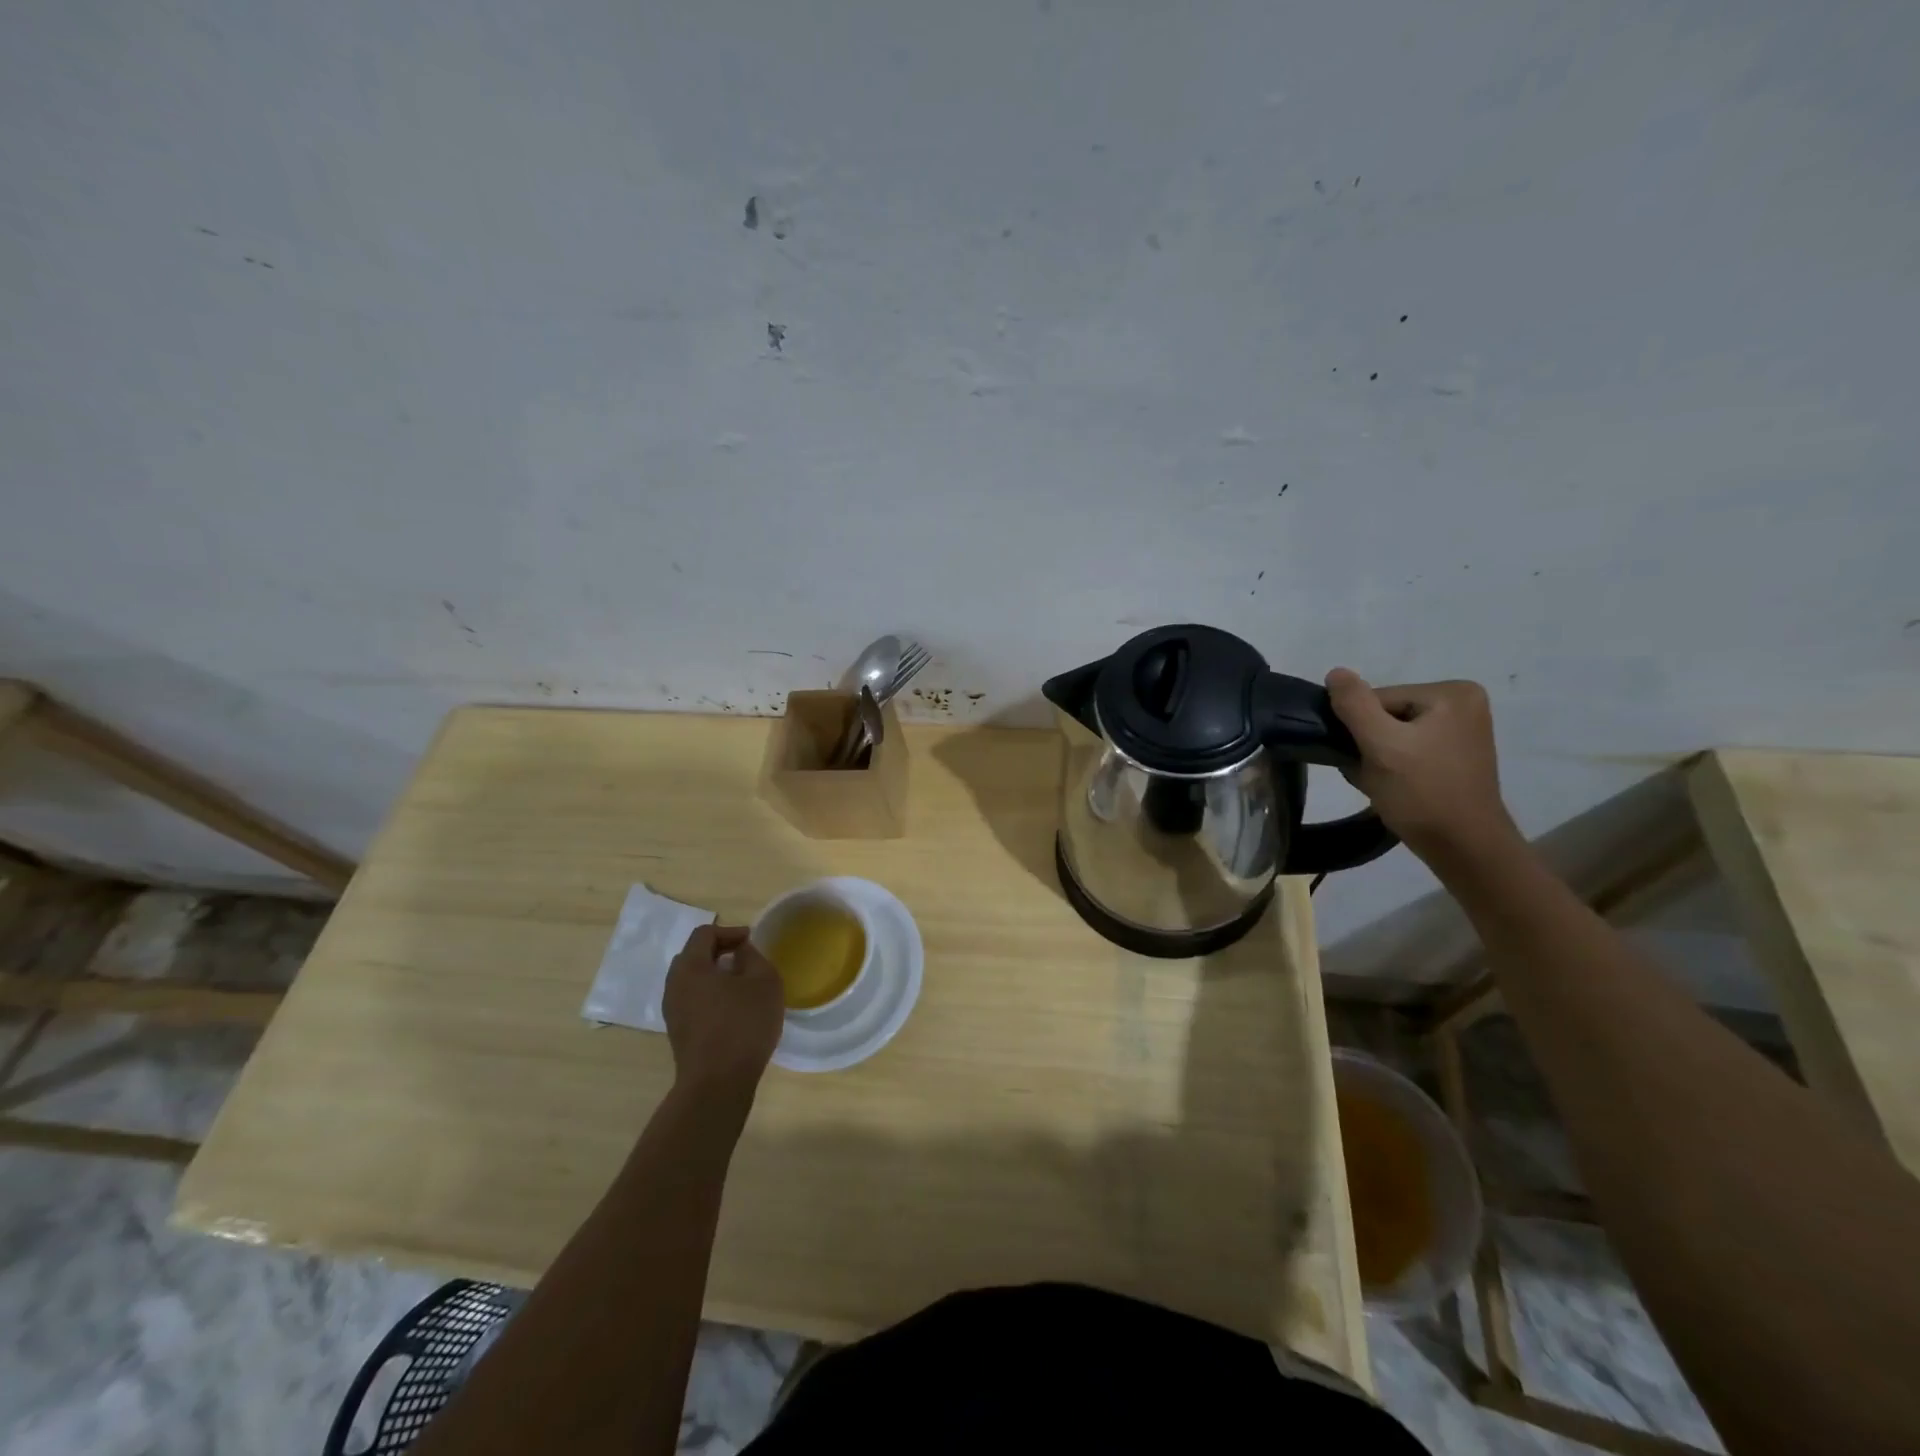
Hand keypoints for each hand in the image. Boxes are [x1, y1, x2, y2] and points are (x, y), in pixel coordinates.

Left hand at [662, 925, 784, 1100]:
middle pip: (693, 956)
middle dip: (719, 951)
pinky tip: (732, 1009)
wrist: (717, 1083)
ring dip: (714, 975)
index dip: (729, 931)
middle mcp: (674, 985)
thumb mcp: (763, 981)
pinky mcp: (678, 1032)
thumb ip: (753, 957)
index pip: (704, 934)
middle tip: (745, 958)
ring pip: (692, 980)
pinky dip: (710, 995)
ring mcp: (673, 1011)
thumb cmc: (743, 1024)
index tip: (751, 942)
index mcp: (690, 967)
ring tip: (741, 984)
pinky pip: (692, 1001)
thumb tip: (740, 952)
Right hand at [1324, 669, 1521, 862]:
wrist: (1464, 848)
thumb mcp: (1381, 745)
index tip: (1365, 759)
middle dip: (1370, 744)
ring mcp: (1463, 730)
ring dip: (1377, 757)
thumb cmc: (1423, 794)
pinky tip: (1394, 786)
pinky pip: (1409, 749)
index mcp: (1452, 692)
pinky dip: (1393, 766)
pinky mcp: (1457, 755)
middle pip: (1386, 715)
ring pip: (1393, 734)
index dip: (1361, 729)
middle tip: (1372, 775)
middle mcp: (1464, 703)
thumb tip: (1335, 672)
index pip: (1379, 698)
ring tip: (1383, 784)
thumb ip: (1354, 705)